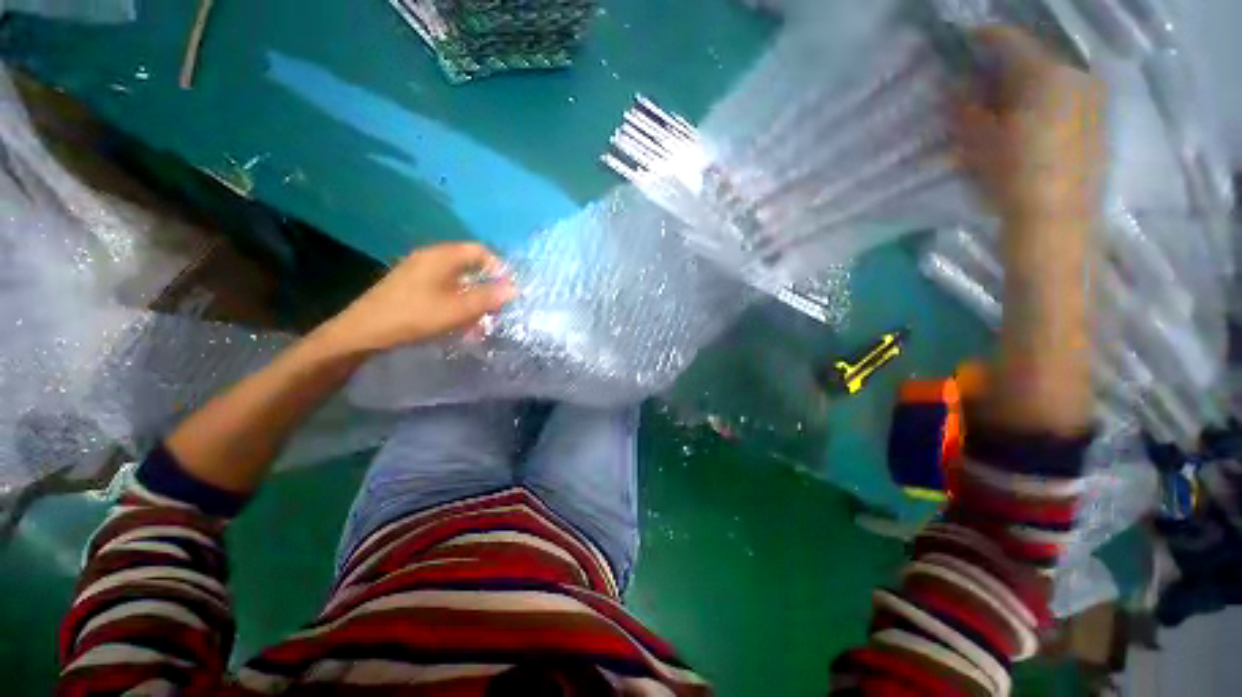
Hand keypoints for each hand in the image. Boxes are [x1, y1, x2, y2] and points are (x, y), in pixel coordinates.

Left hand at [323, 242, 516, 354]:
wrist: (364, 331)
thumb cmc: (415, 316)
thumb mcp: (458, 309)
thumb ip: (488, 298)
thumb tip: (514, 289)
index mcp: (442, 256)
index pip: (480, 251)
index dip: (498, 268)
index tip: (507, 291)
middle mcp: (431, 258)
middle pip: (470, 266)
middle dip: (487, 288)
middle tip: (495, 309)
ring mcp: (419, 271)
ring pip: (458, 281)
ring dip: (473, 300)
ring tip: (479, 323)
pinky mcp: (412, 286)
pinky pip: (444, 290)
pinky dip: (457, 303)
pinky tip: (459, 324)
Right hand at [958, 28, 1102, 435]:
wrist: (1056, 232)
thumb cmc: (1013, 186)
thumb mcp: (977, 145)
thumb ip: (966, 109)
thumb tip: (957, 88)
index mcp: (1046, 77)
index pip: (1005, 41)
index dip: (975, 41)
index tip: (952, 47)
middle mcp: (1074, 78)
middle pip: (1029, 56)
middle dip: (995, 66)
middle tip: (967, 84)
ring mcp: (1089, 101)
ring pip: (1044, 77)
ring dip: (1014, 85)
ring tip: (987, 106)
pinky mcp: (1093, 124)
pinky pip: (1058, 97)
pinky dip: (1033, 102)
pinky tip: (1015, 124)